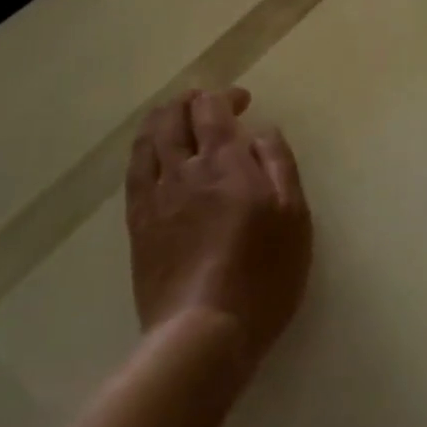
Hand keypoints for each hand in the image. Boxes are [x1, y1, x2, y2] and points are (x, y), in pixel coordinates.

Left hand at [126, 88, 312, 367]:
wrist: (203, 331)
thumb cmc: (263, 273)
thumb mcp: (293, 216)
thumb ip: (278, 164)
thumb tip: (260, 132)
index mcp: (224, 162)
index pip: (212, 109)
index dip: (223, 95)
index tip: (242, 101)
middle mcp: (184, 169)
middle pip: (174, 117)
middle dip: (189, 101)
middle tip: (205, 103)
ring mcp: (156, 196)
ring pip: (148, 139)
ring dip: (162, 119)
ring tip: (174, 117)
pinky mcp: (138, 224)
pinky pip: (133, 172)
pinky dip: (142, 150)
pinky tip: (150, 154)